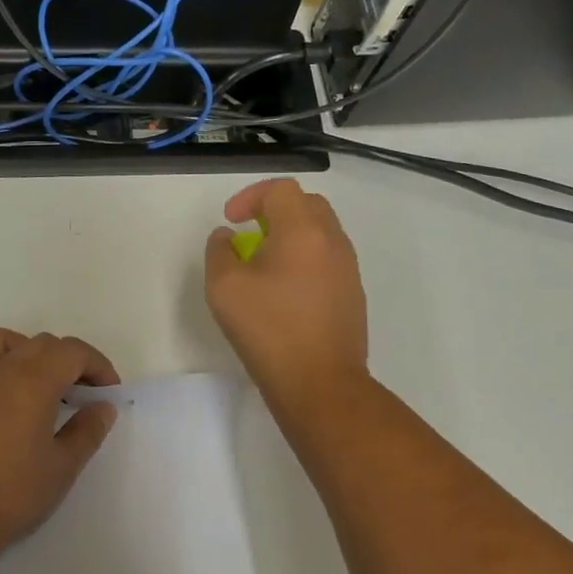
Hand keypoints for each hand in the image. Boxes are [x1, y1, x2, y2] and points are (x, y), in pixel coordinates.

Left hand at [0, 327, 120, 554]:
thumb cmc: (16, 493)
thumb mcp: (64, 466)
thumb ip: (88, 431)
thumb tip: (102, 408)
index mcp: (34, 382)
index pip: (73, 353)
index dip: (97, 366)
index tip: (107, 393)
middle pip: (39, 343)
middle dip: (67, 360)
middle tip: (80, 394)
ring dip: (16, 346)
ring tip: (31, 372)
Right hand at [205, 178, 369, 407]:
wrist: (320, 383)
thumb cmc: (268, 330)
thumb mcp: (224, 288)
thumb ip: (219, 252)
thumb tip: (227, 238)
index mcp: (303, 231)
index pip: (281, 190)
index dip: (250, 197)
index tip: (231, 221)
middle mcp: (332, 241)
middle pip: (306, 204)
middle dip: (274, 211)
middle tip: (250, 235)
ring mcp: (348, 268)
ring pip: (320, 232)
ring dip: (291, 236)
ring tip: (264, 265)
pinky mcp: (353, 294)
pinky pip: (327, 259)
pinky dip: (304, 260)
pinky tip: (285, 292)